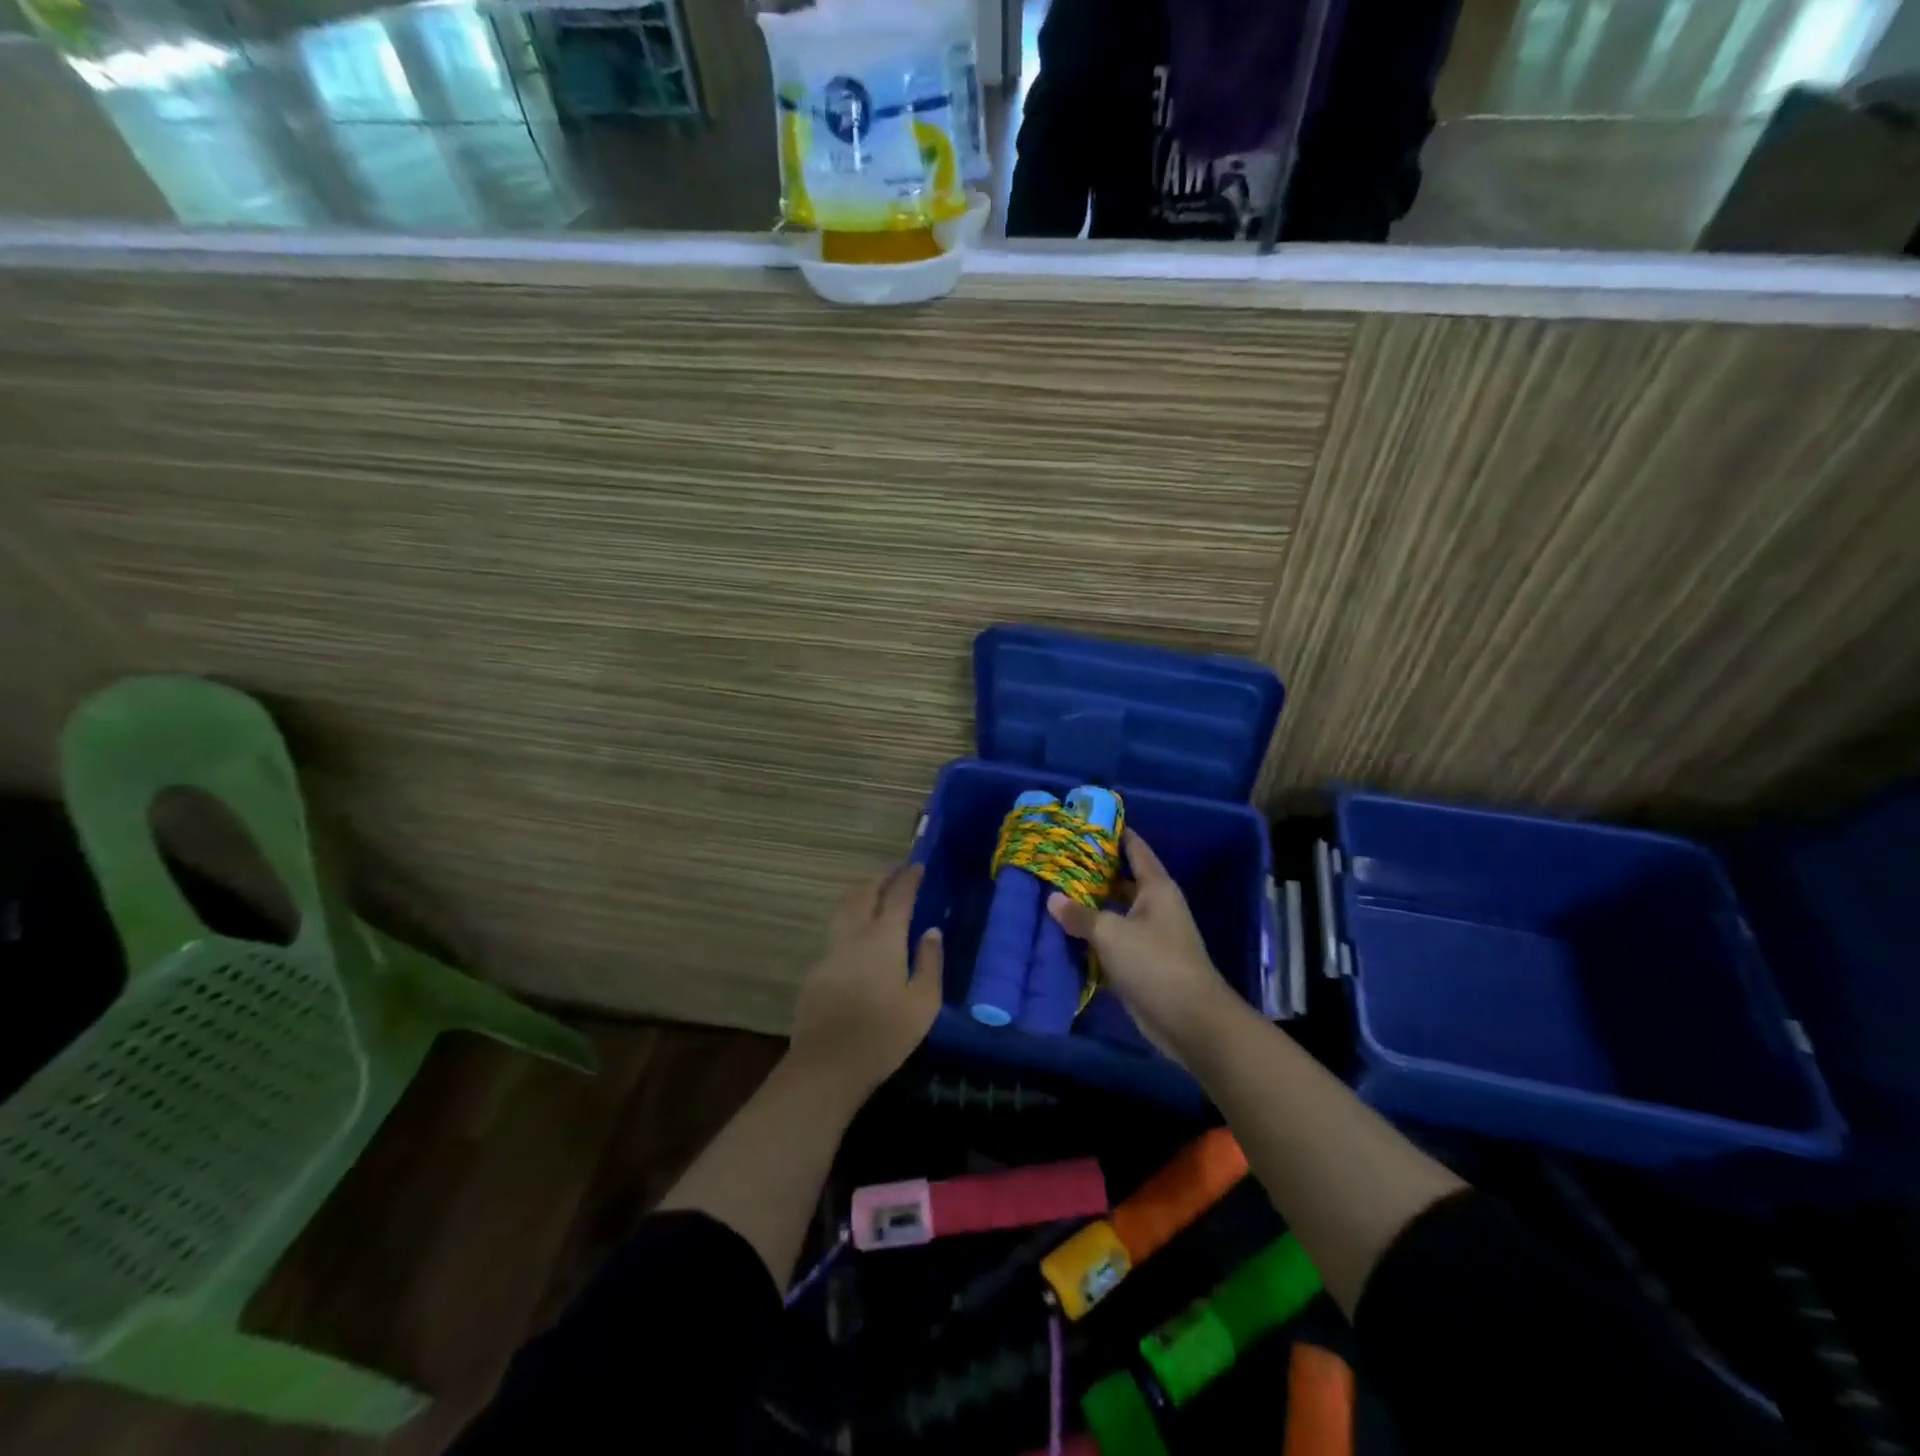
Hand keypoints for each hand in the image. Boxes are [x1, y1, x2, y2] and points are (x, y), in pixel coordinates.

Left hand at [790, 863, 944, 1099]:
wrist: (827, 1065)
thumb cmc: (884, 1035)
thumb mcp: (923, 1003)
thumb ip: (929, 962)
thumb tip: (932, 931)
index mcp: (884, 939)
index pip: (897, 896)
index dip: (908, 878)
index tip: (917, 866)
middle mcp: (854, 936)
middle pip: (865, 893)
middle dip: (881, 876)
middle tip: (895, 869)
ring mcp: (830, 951)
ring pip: (844, 908)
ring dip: (861, 892)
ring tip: (874, 890)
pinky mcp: (816, 970)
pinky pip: (835, 932)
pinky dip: (849, 919)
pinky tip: (856, 935)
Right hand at [1048, 831, 1240, 1061]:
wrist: (1190, 1021)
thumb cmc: (1155, 963)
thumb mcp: (1111, 933)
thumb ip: (1080, 914)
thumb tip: (1052, 899)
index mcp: (1156, 887)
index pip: (1134, 847)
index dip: (1113, 832)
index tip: (1084, 821)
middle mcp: (1154, 906)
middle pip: (1120, 879)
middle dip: (1091, 870)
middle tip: (1056, 858)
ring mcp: (1149, 935)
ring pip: (1114, 911)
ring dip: (1089, 906)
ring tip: (1052, 892)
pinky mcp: (1141, 963)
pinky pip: (1112, 940)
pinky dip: (1092, 936)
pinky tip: (1063, 933)